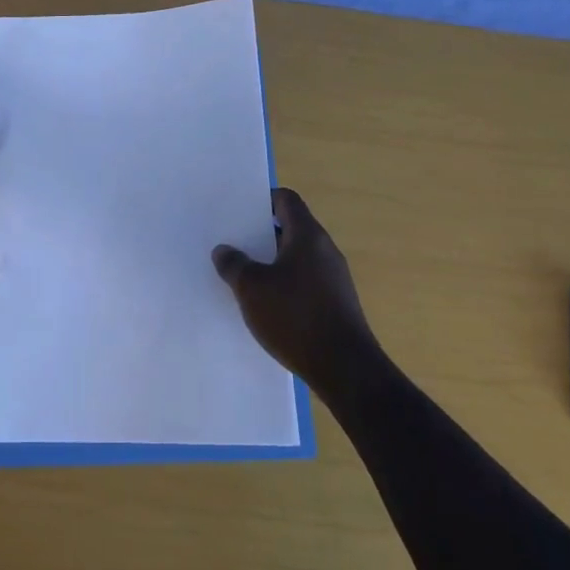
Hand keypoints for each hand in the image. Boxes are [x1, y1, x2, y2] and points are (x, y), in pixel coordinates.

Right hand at [213, 189, 379, 390]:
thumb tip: (224, 250)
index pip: (286, 200)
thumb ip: (234, 264)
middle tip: (234, 243)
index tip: (239, 211)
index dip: (263, 200)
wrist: (345, 369)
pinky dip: (285, 285)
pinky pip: (305, 282)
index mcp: (307, 235)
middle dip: (262, 234)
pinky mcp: (336, 304)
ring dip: (272, 263)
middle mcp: (325, 250)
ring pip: (297, 258)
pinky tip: (266, 306)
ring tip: (243, 276)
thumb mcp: (251, 288)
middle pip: (291, 228)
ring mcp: (334, 278)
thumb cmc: (295, 317)